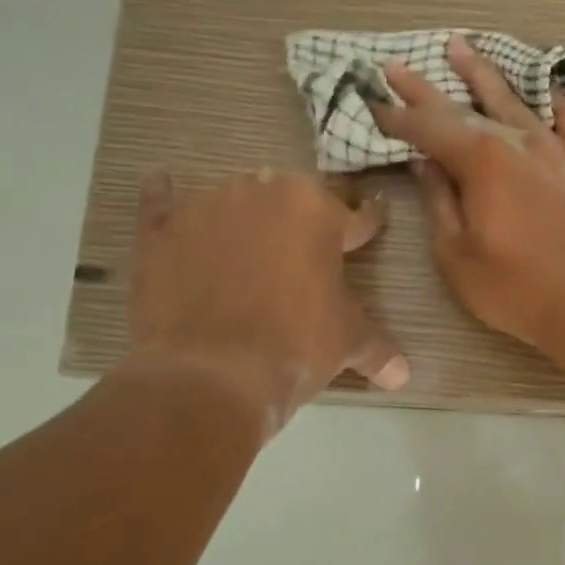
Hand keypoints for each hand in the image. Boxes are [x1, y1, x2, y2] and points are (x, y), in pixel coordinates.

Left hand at [123, 168, 406, 423]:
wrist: (210, 373)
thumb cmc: (295, 345)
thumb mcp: (348, 344)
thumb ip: (379, 349)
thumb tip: (403, 375)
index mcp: (317, 209)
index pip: (355, 214)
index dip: (367, 224)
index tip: (372, 223)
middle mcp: (263, 192)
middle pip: (292, 197)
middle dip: (304, 219)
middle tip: (308, 250)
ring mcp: (206, 207)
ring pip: (235, 198)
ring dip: (246, 214)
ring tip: (249, 244)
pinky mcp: (160, 232)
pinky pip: (162, 203)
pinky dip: (167, 200)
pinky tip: (166, 190)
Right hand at [370, 37, 564, 351]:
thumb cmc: (512, 287)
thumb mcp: (455, 252)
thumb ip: (439, 200)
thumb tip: (425, 162)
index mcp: (481, 161)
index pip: (429, 128)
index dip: (398, 116)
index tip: (374, 101)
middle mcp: (519, 142)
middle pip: (467, 107)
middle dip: (428, 88)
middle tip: (400, 66)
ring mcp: (559, 151)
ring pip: (517, 102)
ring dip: (486, 77)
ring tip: (463, 51)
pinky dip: (557, 104)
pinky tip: (547, 93)